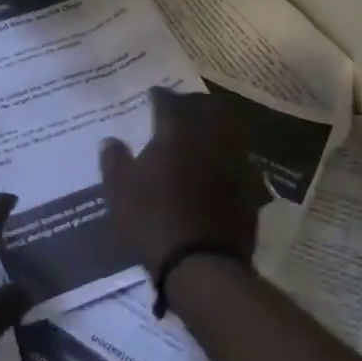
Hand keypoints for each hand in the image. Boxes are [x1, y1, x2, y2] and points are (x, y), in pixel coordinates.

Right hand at [99, 87, 270, 279]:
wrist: (201, 264)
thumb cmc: (152, 220)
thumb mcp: (119, 190)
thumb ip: (114, 160)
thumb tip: (111, 140)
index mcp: (177, 132)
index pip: (169, 101)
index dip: (159, 96)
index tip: (152, 97)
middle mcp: (210, 138)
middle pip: (208, 106)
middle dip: (193, 103)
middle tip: (180, 109)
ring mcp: (236, 161)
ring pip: (230, 129)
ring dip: (215, 126)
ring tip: (200, 135)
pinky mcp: (251, 187)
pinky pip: (239, 158)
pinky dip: (226, 155)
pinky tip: (215, 167)